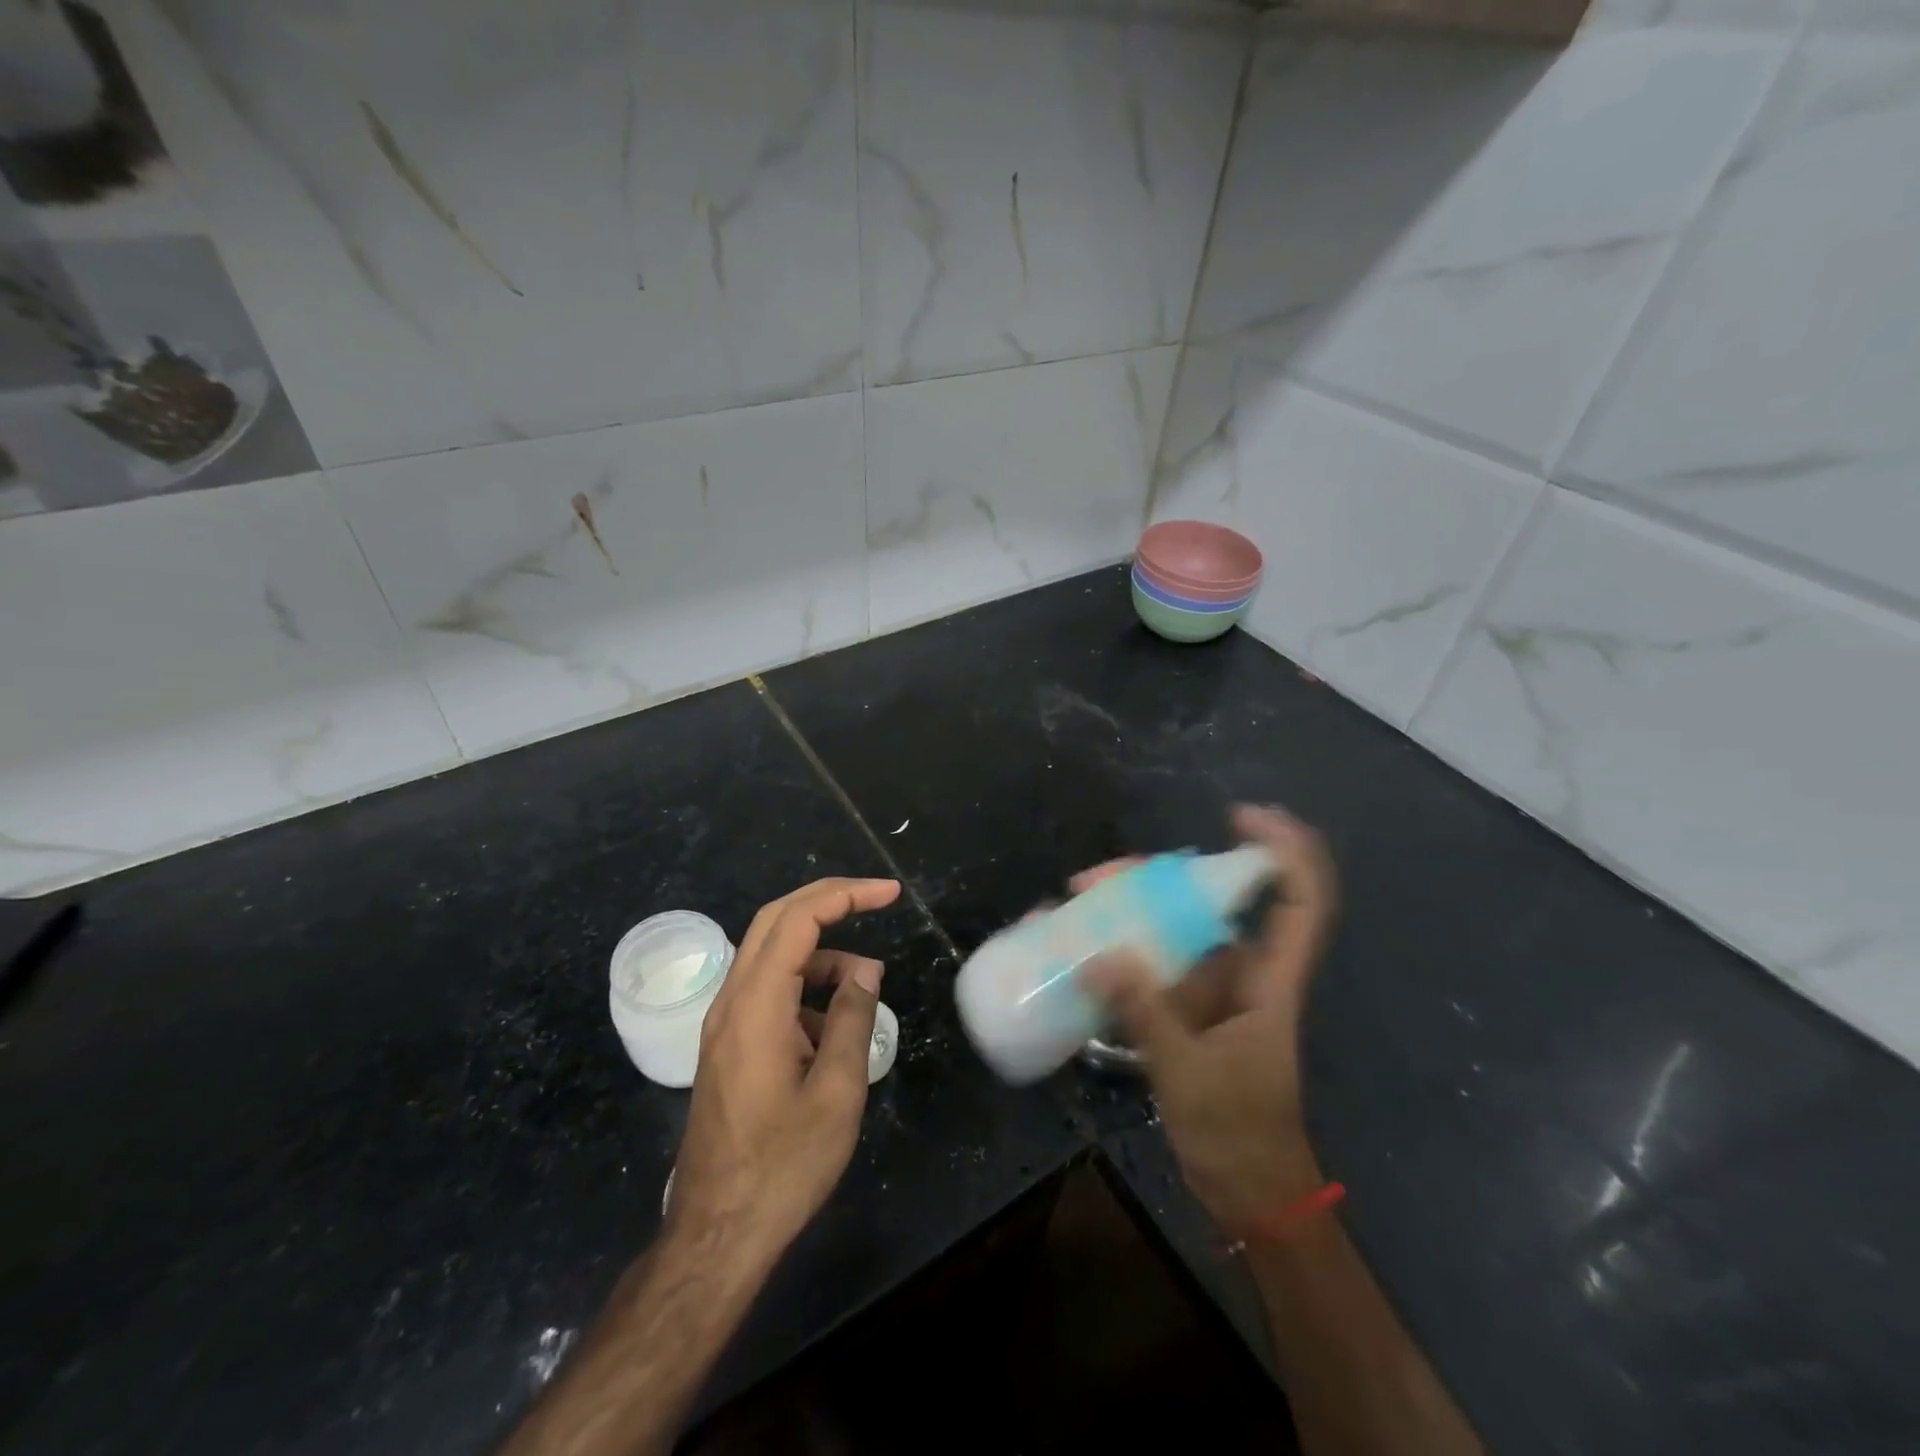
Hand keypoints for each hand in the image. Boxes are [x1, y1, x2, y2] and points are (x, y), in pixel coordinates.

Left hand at [667, 877, 899, 1269]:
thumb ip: (853, 1018)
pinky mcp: (728, 1045)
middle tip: (877, 900)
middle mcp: (732, 1001)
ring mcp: (724, 1023)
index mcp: (756, 1005)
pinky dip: (805, 988)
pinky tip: (833, 1030)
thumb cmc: (784, 1166)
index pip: (798, 919)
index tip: (890, 894)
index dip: (846, 895)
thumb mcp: (837, 1091)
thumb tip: (866, 969)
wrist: (716, 1235)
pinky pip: (768, 991)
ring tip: (865, 989)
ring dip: (821, 954)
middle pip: (776, 920)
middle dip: (828, 901)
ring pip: (772, 956)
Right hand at [1079, 806, 1338, 1229]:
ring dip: (1127, 909)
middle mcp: (1242, 973)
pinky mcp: (1182, 1010)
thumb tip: (1100, 954)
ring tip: (1073, 901)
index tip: (1240, 816)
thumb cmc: (1239, 1134)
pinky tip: (1075, 942)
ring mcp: (1209, 991)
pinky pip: (1149, 963)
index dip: (1282, 849)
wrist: (1248, 1193)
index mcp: (1269, 981)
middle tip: (1096, 879)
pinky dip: (1116, 948)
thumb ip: (1147, 1015)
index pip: (1299, 900)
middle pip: (1210, 901)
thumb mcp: (1190, 1075)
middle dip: (1155, 878)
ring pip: (1174, 928)